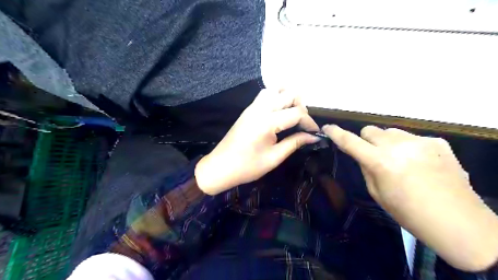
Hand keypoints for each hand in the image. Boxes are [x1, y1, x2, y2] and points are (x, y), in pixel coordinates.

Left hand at [194, 89, 318, 195]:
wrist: (220, 167)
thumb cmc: (247, 167)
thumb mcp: (274, 158)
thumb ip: (295, 143)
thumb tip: (314, 137)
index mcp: (267, 122)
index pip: (296, 113)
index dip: (309, 122)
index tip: (314, 133)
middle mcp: (260, 109)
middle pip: (288, 94)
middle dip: (301, 107)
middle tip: (303, 124)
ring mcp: (252, 107)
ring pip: (275, 90)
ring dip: (287, 98)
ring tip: (292, 114)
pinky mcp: (248, 110)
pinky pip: (265, 95)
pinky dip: (276, 97)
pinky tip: (279, 111)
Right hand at [325, 125, 497, 270]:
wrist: (457, 221)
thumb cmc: (409, 213)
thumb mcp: (377, 193)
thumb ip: (366, 168)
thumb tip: (362, 154)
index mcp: (380, 162)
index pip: (350, 141)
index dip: (336, 133)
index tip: (327, 127)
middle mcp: (398, 146)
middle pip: (370, 130)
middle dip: (366, 141)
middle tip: (373, 156)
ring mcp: (420, 141)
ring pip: (390, 131)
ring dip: (387, 142)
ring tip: (398, 159)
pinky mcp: (437, 142)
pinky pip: (411, 138)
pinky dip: (407, 146)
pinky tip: (419, 163)